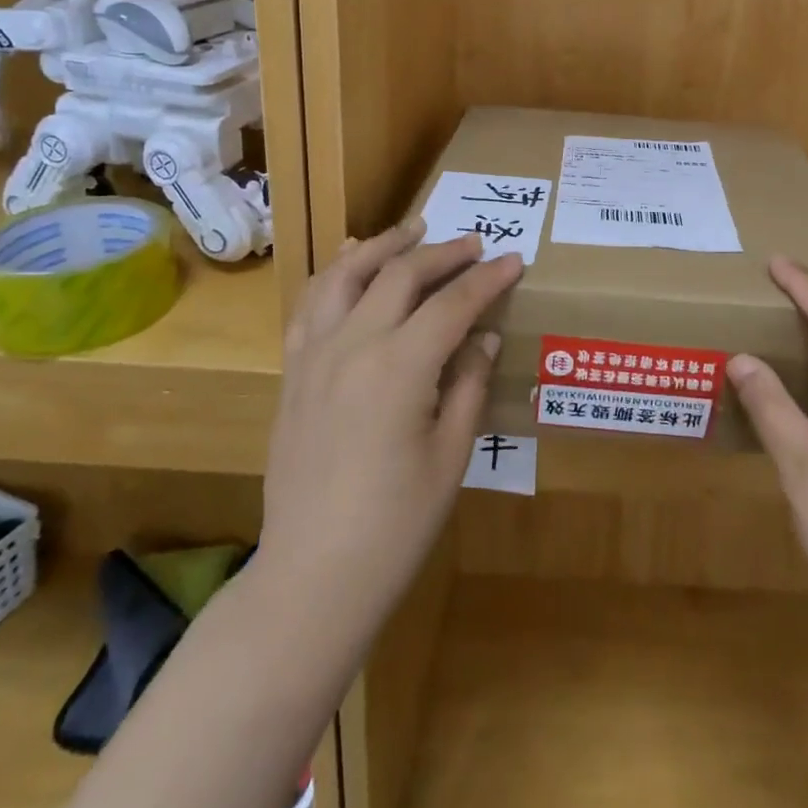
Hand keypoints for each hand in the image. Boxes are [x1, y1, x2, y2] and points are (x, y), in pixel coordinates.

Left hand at [255, 220, 522, 628]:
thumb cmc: (396, 525)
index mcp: (399, 368)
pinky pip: (310, 306)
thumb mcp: (452, 455)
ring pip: (344, 275)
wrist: (312, 576)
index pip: (452, 304)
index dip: (487, 279)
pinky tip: (349, 264)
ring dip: (381, 246)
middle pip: (400, 276)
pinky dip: (334, 274)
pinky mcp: (293, 374)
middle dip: (443, 253)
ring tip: (411, 231)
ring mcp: (314, 358)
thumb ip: (469, 384)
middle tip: (474, 245)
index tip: (514, 260)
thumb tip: (484, 335)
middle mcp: (352, 347)